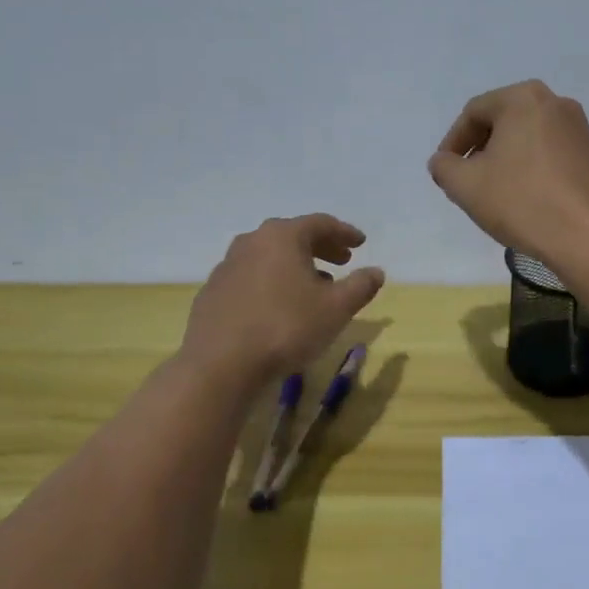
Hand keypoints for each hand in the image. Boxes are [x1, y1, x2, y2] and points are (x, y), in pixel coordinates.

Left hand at [180, 214, 385, 382]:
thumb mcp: (336, 308)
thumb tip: (376, 271)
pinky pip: (250, 276)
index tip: (360, 243)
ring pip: (269, 256)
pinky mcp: (213, 292)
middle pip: (292, 236)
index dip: (344, 232)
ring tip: (314, 284)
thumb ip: (360, 286)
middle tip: (343, 261)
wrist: (221, 364)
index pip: (320, 223)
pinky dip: (271, 281)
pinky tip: (279, 305)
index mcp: (282, 237)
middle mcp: (251, 242)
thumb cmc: (286, 328)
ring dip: (295, 265)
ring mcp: (227, 266)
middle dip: (320, 246)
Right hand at [427, 80, 588, 265]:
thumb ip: (444, 167)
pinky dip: (535, 170)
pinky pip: (554, 156)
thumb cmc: (522, 203)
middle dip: (482, 150)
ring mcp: (582, 130)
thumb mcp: (466, 186)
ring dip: (509, 160)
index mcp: (524, 98)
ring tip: (498, 193)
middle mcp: (557, 103)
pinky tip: (529, 199)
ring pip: (531, 139)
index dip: (453, 142)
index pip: (474, 113)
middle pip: (505, 122)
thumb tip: (444, 161)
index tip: (446, 172)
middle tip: (469, 181)